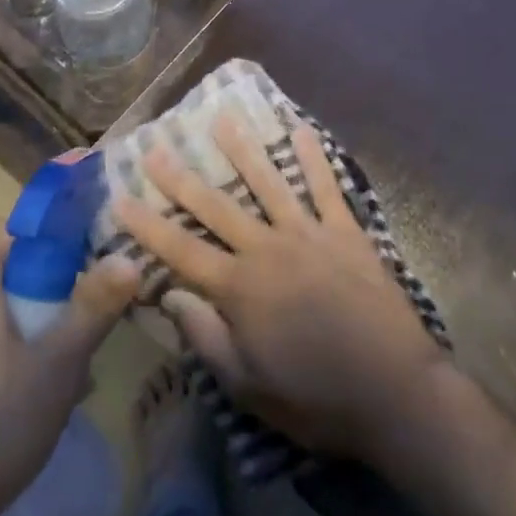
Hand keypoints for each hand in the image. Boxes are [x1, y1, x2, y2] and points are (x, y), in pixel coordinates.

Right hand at [112, 115, 450, 462]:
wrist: (397, 393)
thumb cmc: (317, 398)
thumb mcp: (249, 385)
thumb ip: (206, 337)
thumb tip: (170, 295)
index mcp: (240, 288)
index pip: (180, 250)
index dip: (146, 225)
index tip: (119, 197)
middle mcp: (267, 249)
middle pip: (216, 206)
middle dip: (181, 177)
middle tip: (155, 146)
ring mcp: (309, 235)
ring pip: (268, 183)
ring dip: (243, 149)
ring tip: (222, 117)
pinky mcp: (346, 233)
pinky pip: (327, 188)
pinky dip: (315, 158)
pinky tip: (303, 130)